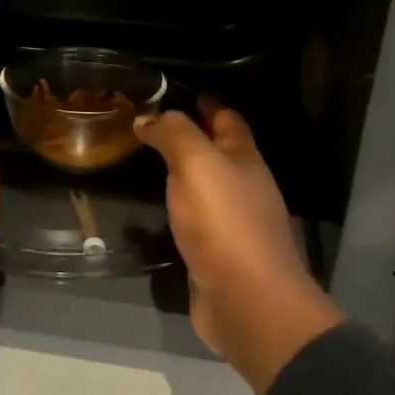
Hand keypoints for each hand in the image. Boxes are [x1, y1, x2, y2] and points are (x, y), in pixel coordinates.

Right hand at [135, 101, 343, 394]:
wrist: (246, 302)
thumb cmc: (225, 224)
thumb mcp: (198, 165)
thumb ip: (174, 135)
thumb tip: (148, 117)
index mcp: (245, 161)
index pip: (228, 120)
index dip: (207, 104)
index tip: (177, 92)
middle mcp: (244, 188)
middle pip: (220, 154)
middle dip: (193, 137)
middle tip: (150, 127)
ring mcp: (233, 224)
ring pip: (207, 189)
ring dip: (183, 175)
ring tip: (147, 165)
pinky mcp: (217, 256)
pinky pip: (195, 222)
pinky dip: (179, 210)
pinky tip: (158, 212)